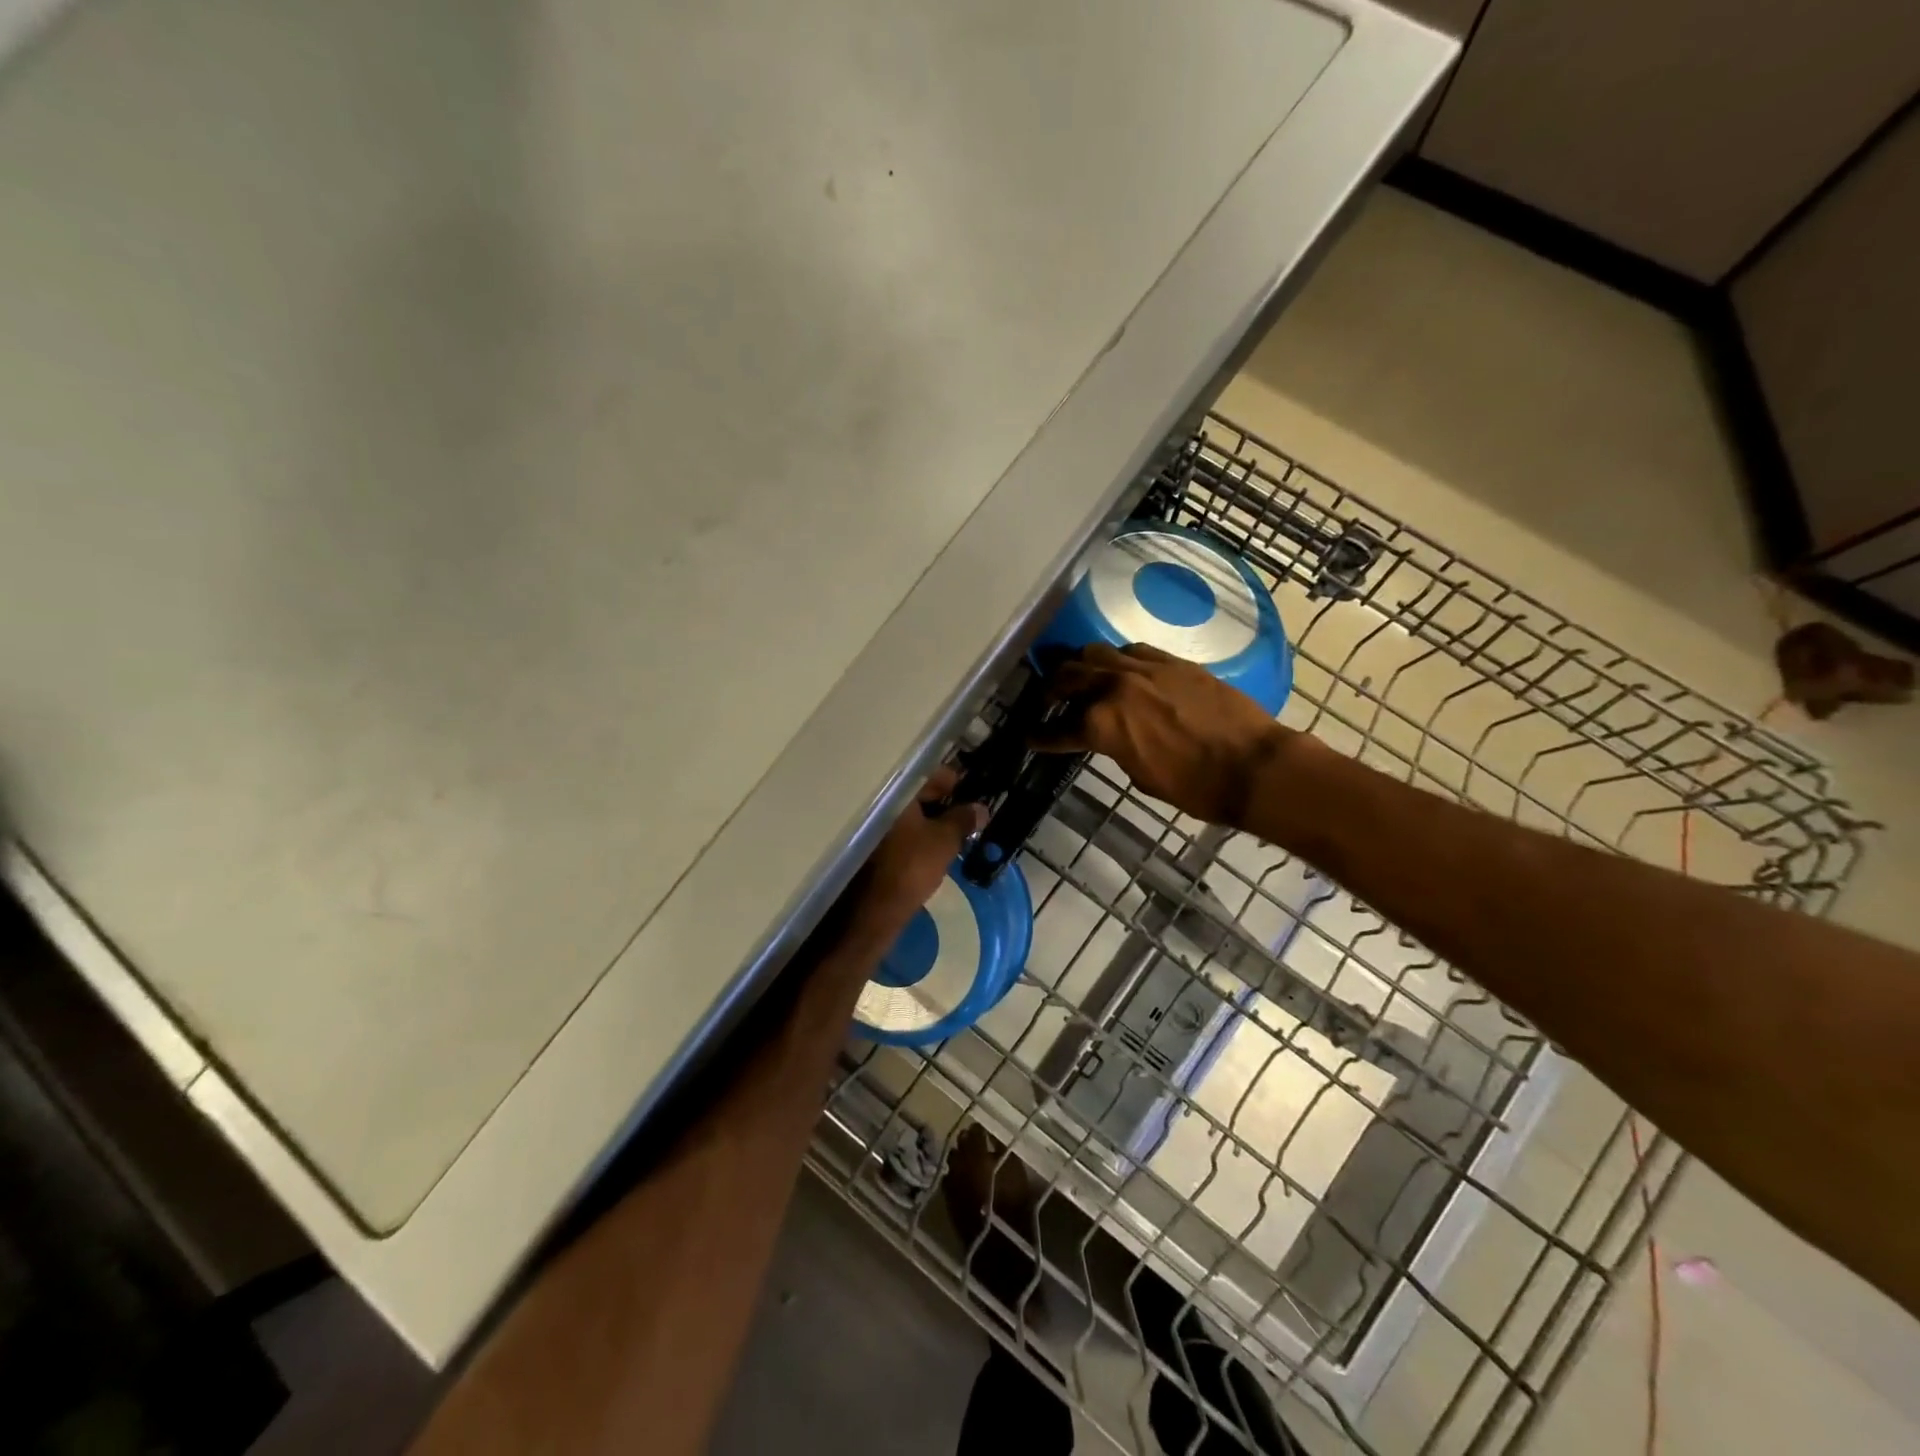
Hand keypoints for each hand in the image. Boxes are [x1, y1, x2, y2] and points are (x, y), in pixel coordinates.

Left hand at [845, 766, 986, 943]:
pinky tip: (931, 849)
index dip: (955, 783)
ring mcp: (871, 824)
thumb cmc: (911, 867)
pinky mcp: (868, 846)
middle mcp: (879, 801)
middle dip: (943, 803)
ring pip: (907, 814)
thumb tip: (980, 808)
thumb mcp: (944, 841)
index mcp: (897, 792)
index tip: (974, 796)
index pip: (930, 773)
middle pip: (917, 793)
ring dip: (929, 821)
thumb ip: (963, 820)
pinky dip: (915, 835)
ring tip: (953, 835)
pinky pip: (897, 831)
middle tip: (967, 819)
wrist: (873, 911)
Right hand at [1035, 643, 1289, 827]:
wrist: (1253, 766)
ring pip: (1096, 653)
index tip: (1029, 736)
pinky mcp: (1172, 662)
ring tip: (1080, 677)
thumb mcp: (1141, 777)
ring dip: (1081, 666)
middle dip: (1051, 689)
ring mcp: (1145, 669)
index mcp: (1102, 725)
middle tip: (1047, 700)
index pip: (1057, 729)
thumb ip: (1115, 748)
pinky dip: (1118, 660)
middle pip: (1068, 676)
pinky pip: (1133, 650)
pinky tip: (1121, 670)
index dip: (1040, 736)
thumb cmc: (1195, 787)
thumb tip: (1109, 737)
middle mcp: (1115, 688)